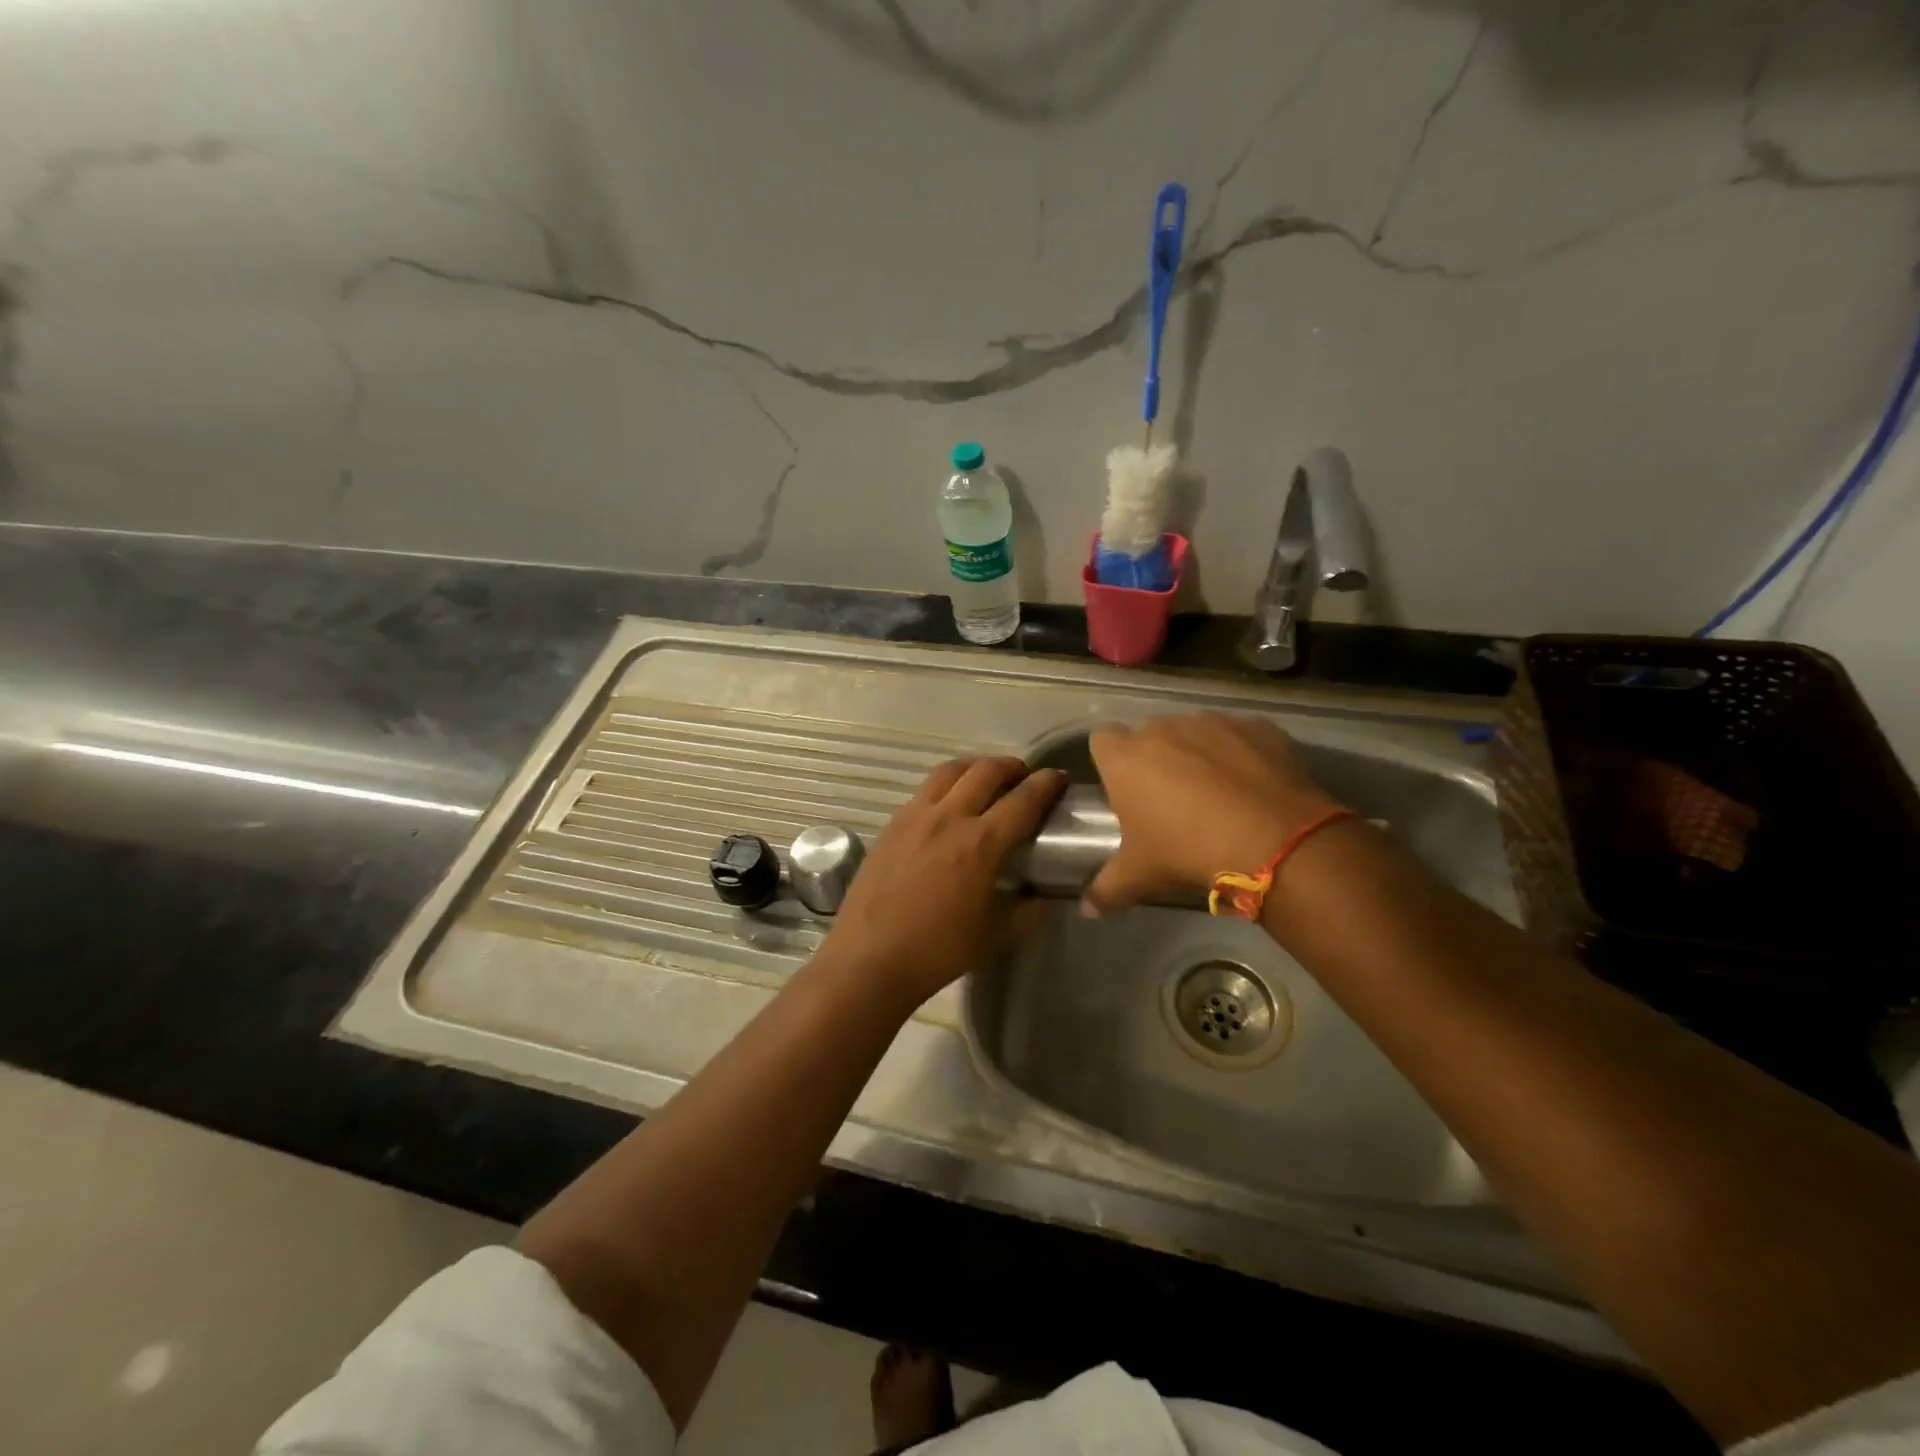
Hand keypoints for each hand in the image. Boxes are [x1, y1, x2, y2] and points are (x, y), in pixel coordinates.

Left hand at [816, 757, 1066, 1009]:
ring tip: (987, 780)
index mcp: (981, 843)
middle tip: (1025, 777)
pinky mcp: (892, 823)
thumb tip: (1051, 893)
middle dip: (1012, 767)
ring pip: (951, 771)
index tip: (1059, 778)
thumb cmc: (939, 951)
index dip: (1046, 784)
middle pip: (986, 771)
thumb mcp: (998, 935)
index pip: (1023, 799)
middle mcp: (949, 817)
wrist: (870, 959)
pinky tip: (949, 805)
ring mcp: (915, 816)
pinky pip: (925, 790)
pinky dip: (947, 785)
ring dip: (976, 767)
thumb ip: (1031, 910)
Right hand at [1083, 713, 1341, 915]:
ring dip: (1198, 753)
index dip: (1111, 762)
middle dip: (1156, 758)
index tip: (1123, 787)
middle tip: (1170, 799)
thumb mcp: (1140, 876)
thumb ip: (1106, 890)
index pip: (1101, 741)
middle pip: (1150, 735)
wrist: (1273, 840)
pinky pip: (1239, 735)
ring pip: (1195, 731)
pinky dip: (1240, 753)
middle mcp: (1163, 729)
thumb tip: (1087, 909)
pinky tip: (1252, 786)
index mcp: (1125, 758)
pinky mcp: (1255, 726)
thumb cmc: (1187, 851)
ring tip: (1216, 793)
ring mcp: (1212, 722)